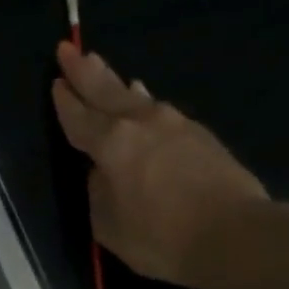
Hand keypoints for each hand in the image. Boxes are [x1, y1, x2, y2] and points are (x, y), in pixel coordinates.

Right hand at [51, 41, 273, 288]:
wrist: (232, 233)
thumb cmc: (162, 238)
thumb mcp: (110, 228)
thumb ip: (98, 195)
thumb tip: (100, 173)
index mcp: (112, 144)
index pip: (79, 118)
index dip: (65, 102)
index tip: (55, 82)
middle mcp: (141, 123)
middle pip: (107, 91)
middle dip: (85, 71)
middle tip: (69, 50)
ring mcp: (174, 123)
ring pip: (136, 97)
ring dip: (117, 84)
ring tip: (104, 69)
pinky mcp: (199, 134)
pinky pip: (161, 110)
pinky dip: (145, 102)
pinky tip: (144, 101)